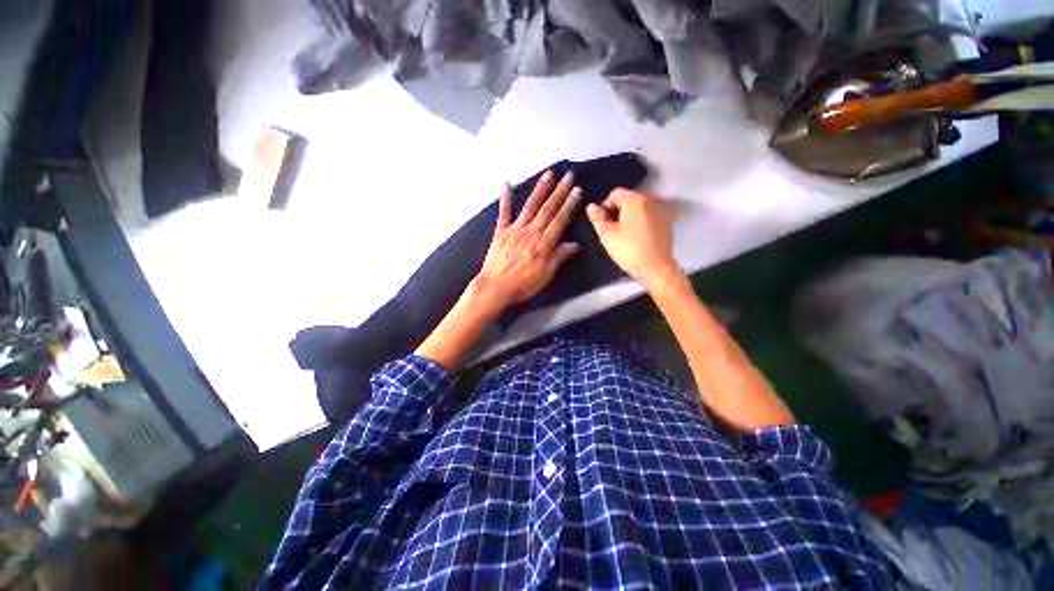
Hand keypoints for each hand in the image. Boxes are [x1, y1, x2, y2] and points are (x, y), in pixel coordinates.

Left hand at [471, 170, 581, 312]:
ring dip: (540, 189)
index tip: (577, 190)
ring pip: (530, 206)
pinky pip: (503, 213)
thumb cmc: (523, 284)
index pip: (560, 219)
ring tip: (548, 174)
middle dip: (559, 191)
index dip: (569, 204)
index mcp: (544, 243)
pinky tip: (506, 184)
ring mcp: (515, 229)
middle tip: (568, 175)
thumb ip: (559, 257)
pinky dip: (505, 199)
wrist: (495, 286)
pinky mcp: (501, 232)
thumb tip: (575, 244)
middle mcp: (531, 231)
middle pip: (548, 208)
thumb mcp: (546, 275)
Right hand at [586, 189, 679, 288]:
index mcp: (635, 199)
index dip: (605, 207)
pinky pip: (649, 214)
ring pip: (639, 206)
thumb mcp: (607, 235)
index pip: (615, 193)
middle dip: (618, 210)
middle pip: (628, 198)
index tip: (603, 223)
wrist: (656, 268)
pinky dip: (641, 220)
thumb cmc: (628, 250)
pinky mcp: (667, 221)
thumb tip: (591, 206)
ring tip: (624, 233)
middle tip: (612, 229)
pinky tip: (637, 236)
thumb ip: (597, 218)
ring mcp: (661, 210)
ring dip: (629, 215)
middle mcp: (650, 199)